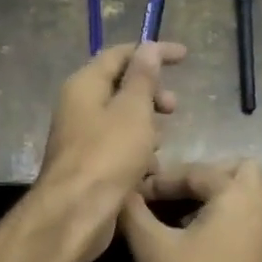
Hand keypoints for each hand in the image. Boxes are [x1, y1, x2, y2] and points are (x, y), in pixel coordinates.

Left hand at [34, 41, 186, 261]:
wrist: (76, 214)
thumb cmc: (108, 155)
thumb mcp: (133, 111)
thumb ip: (143, 78)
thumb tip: (148, 48)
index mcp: (84, 85)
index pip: (119, 55)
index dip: (152, 52)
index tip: (185, 57)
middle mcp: (78, 107)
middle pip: (120, 88)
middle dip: (151, 94)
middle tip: (173, 108)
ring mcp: (81, 139)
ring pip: (122, 121)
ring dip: (147, 127)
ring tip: (161, 143)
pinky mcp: (89, 167)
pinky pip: (118, 149)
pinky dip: (137, 153)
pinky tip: (150, 170)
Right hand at [119, 160, 261, 261]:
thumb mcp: (151, 249)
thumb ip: (134, 212)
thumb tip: (120, 191)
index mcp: (238, 197)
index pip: (198, 171)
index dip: (162, 180)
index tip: (136, 195)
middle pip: (240, 171)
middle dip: (206, 176)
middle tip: (175, 193)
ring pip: (248, 199)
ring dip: (218, 199)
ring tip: (180, 217)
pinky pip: (250, 223)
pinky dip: (228, 221)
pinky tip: (198, 242)